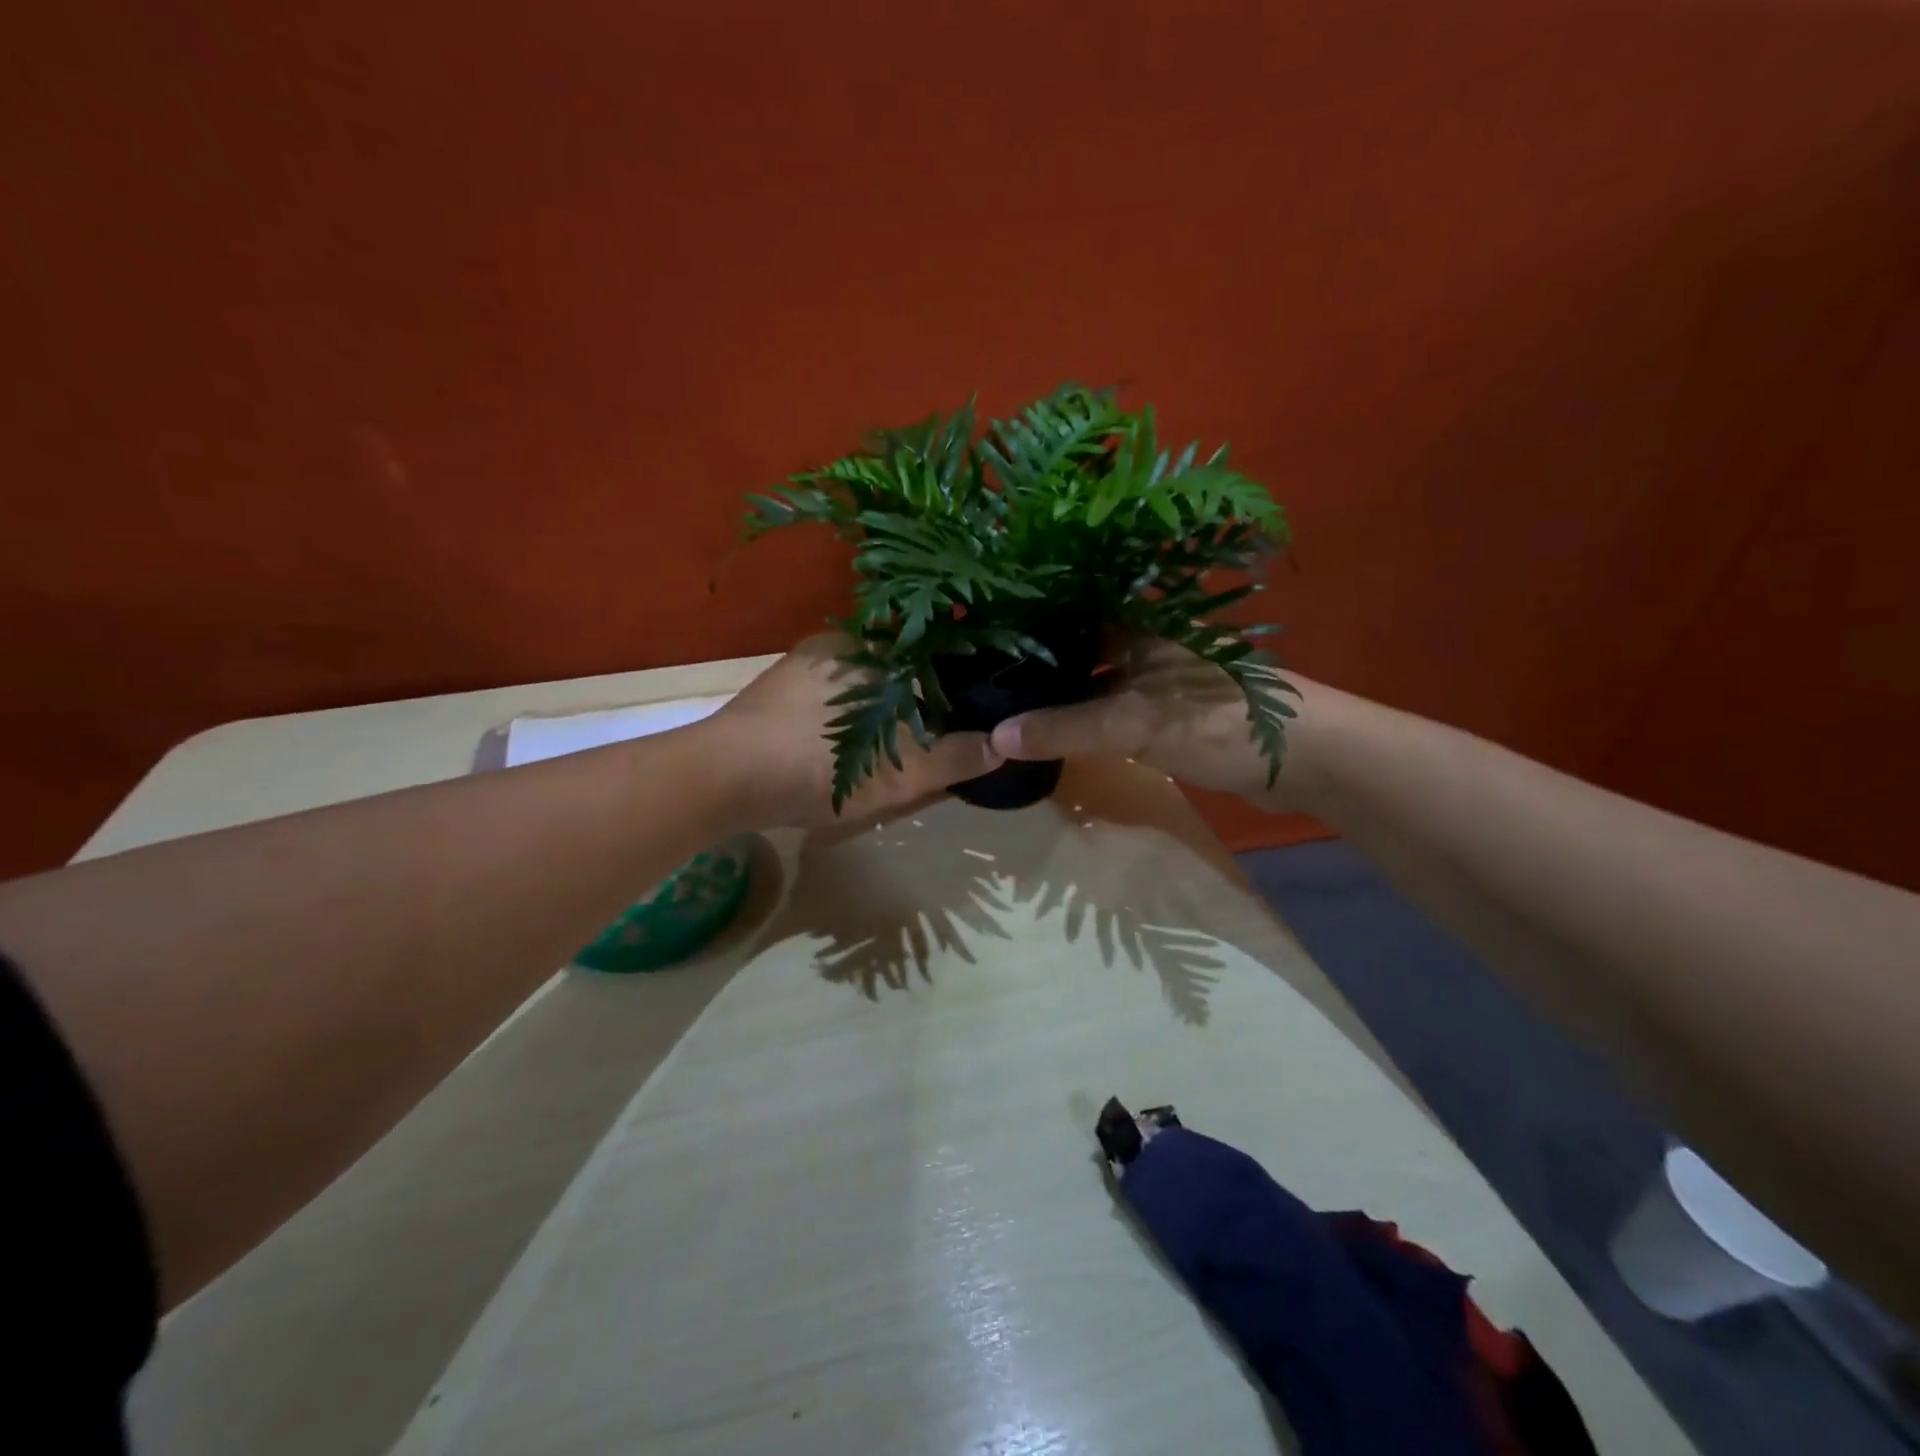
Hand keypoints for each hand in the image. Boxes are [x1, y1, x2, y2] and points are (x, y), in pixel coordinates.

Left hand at [709, 634, 1001, 829]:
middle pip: (898, 662)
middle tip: (939, 725)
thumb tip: (1001, 746)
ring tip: (900, 734)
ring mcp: (803, 664)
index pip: (929, 646)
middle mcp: (838, 644)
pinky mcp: (777, 687)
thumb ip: (951, 759)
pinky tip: (850, 738)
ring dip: (884, 699)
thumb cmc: (814, 767)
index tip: (974, 697)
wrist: (719, 778)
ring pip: (863, 677)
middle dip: (920, 689)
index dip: (956, 671)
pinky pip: (832, 690)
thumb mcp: (894, 775)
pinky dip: (851, 708)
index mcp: (870, 650)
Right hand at [989, 635, 1320, 811]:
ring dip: (1055, 696)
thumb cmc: (1218, 720)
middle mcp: (1139, 639)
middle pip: (1073, 649)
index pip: (1063, 612)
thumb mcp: (1134, 722)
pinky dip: (1081, 719)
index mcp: (1134, 621)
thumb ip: (1065, 728)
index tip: (974, 645)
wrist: (1304, 759)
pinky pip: (1107, 708)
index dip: (1021, 627)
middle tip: (978, 683)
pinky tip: (1050, 733)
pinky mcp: (1162, 711)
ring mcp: (1152, 676)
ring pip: (1090, 680)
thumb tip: (994, 738)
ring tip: (1001, 707)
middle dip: (1031, 667)